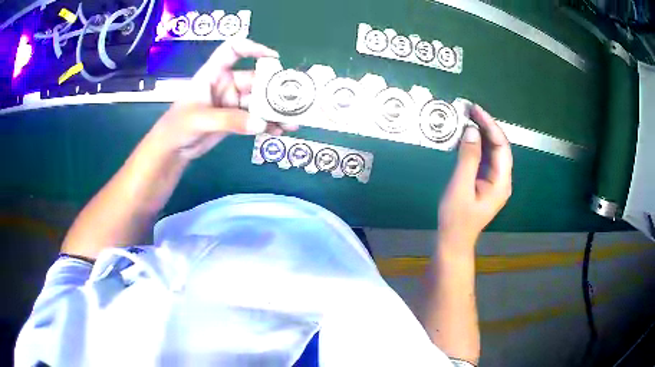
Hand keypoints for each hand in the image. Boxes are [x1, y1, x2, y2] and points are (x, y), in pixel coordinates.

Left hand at [147, 39, 296, 160]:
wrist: (172, 150)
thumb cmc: (177, 127)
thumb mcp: (200, 120)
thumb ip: (229, 120)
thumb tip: (261, 123)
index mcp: (214, 73)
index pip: (232, 50)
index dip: (252, 48)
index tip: (273, 58)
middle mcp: (226, 84)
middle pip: (254, 80)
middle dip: (274, 90)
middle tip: (293, 101)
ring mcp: (232, 102)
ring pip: (259, 102)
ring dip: (275, 110)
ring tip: (292, 121)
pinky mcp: (236, 119)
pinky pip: (255, 118)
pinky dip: (267, 124)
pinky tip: (279, 131)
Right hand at [438, 105, 512, 247]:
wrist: (453, 240)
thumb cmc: (456, 218)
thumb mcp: (460, 186)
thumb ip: (468, 158)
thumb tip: (472, 131)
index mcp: (501, 182)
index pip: (501, 146)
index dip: (490, 126)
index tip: (476, 110)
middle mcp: (502, 179)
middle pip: (499, 146)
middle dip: (487, 126)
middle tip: (470, 110)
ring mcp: (495, 181)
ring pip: (493, 151)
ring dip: (482, 134)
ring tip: (468, 118)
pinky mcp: (486, 182)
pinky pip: (485, 158)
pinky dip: (477, 145)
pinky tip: (467, 136)